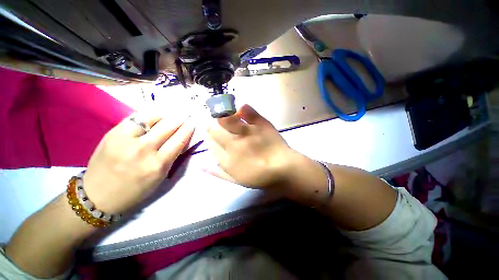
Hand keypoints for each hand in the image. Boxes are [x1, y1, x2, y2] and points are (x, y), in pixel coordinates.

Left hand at [82, 112, 194, 213]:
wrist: (97, 195)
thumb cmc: (135, 190)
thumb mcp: (160, 177)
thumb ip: (171, 156)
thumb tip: (181, 138)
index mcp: (157, 165)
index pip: (179, 140)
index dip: (188, 129)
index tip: (193, 123)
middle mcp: (143, 150)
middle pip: (167, 127)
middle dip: (179, 119)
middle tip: (185, 114)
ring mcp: (125, 140)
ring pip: (151, 118)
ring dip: (164, 114)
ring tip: (170, 113)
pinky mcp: (112, 133)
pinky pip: (135, 118)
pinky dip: (147, 114)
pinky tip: (154, 114)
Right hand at [206, 104, 297, 189]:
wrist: (283, 170)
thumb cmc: (259, 177)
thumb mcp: (236, 180)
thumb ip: (217, 173)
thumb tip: (199, 165)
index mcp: (226, 159)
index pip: (209, 142)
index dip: (208, 136)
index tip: (212, 134)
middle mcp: (233, 144)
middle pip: (214, 128)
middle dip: (213, 125)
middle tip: (220, 126)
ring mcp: (247, 133)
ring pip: (225, 119)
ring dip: (223, 116)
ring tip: (226, 115)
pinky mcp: (260, 125)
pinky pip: (247, 112)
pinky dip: (243, 109)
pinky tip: (242, 110)